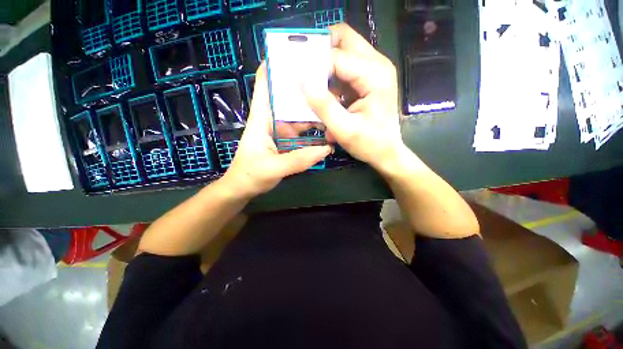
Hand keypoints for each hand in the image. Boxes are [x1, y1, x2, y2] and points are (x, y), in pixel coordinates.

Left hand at [220, 63, 331, 198]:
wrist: (243, 189)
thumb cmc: (249, 175)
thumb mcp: (273, 168)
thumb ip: (299, 160)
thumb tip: (326, 149)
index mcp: (262, 119)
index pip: (265, 86)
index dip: (274, 67)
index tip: (293, 53)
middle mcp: (272, 121)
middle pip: (289, 99)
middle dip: (305, 90)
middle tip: (327, 82)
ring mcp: (281, 132)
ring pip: (299, 117)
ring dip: (313, 113)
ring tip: (333, 106)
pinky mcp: (287, 143)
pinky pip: (303, 134)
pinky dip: (314, 133)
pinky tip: (327, 132)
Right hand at [304, 23, 405, 172]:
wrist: (387, 152)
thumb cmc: (370, 144)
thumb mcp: (344, 130)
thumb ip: (324, 106)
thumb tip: (302, 83)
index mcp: (375, 75)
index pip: (336, 57)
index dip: (313, 66)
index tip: (296, 79)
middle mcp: (377, 65)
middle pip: (343, 39)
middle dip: (321, 53)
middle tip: (305, 73)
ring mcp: (374, 70)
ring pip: (343, 51)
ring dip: (325, 66)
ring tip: (315, 89)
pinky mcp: (368, 79)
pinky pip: (345, 67)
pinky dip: (331, 78)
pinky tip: (327, 97)